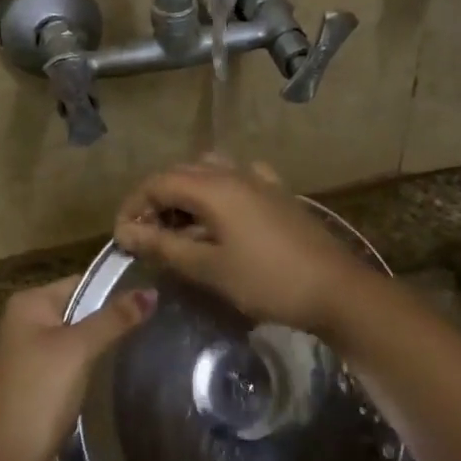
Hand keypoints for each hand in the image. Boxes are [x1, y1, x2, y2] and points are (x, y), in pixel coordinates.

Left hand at [0, 276, 155, 460]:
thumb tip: (152, 291)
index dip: (119, 288)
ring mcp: (36, 356)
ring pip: (84, 340)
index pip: (84, 282)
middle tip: (164, 320)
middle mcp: (30, 323)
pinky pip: (79, 365)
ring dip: (111, 344)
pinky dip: (100, 367)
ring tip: (156, 341)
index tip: (159, 293)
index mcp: (30, 304)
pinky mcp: (45, 385)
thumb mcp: (77, 350)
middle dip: (117, 318)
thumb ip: (114, 319)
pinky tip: (130, 370)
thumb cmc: (37, 395)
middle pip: (84, 310)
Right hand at [112, 157, 366, 334]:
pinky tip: (222, 217)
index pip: (157, 182)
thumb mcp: (209, 268)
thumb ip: (163, 246)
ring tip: (180, 228)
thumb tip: (125, 231)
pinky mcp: (278, 193)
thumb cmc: (267, 281)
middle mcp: (234, 172)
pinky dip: (218, 192)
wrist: (335, 289)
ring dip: (187, 194)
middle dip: (156, 199)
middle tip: (147, 236)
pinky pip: (238, 179)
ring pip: (210, 172)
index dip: (134, 206)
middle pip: (181, 173)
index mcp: (213, 187)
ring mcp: (260, 179)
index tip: (124, 238)